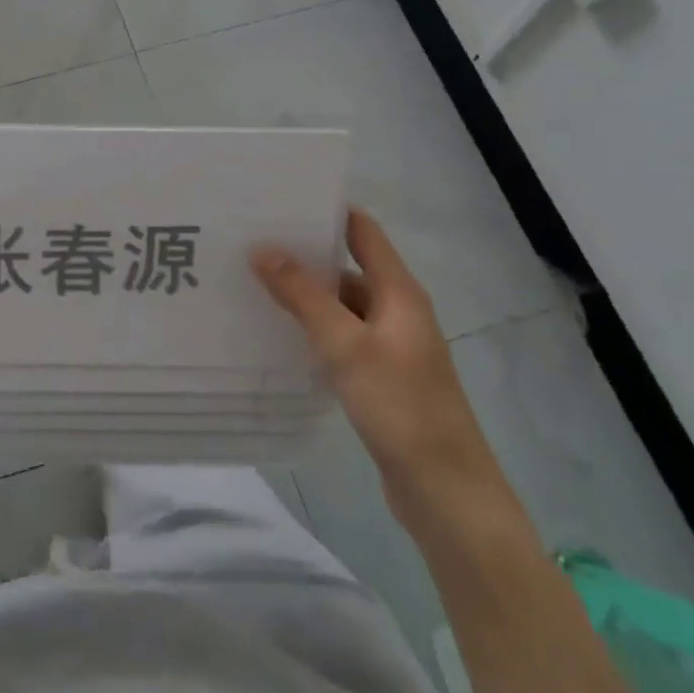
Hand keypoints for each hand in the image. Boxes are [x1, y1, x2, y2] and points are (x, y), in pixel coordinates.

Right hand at [252, 210, 513, 536]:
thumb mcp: (345, 345)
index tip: (278, 201)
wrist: (444, 491)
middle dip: (302, 255)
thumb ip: (303, 295)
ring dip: (303, 295)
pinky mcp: (379, 376)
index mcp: (398, 292)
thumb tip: (262, 248)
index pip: (362, 232)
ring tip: (251, 284)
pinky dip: (311, 329)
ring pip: (339, 306)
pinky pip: (340, 337)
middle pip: (346, 267)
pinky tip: (276, 334)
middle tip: (248, 243)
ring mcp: (389, 345)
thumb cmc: (400, 407)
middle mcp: (396, 310)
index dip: (326, 211)